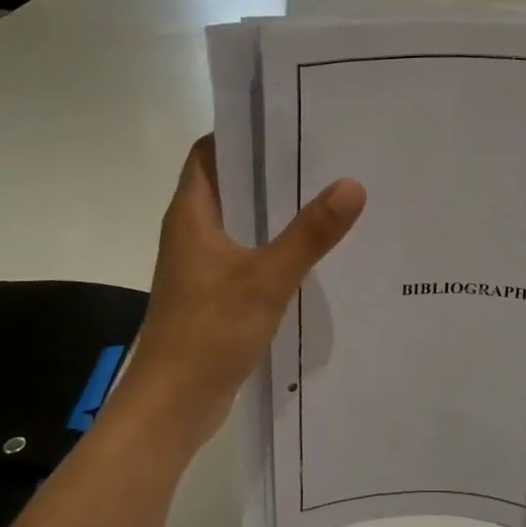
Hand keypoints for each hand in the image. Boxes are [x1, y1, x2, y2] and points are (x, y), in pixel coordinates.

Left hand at [119, 135, 365, 457]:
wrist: (173, 405)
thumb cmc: (209, 332)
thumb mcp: (266, 279)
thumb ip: (309, 234)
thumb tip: (352, 184)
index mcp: (192, 215)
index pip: (210, 152)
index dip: (242, 132)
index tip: (288, 121)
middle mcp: (193, 232)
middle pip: (230, 183)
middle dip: (270, 168)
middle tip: (323, 154)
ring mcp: (202, 264)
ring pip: (241, 221)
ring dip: (275, 209)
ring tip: (326, 193)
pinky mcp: (214, 293)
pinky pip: (247, 254)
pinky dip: (273, 245)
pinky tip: (311, 251)